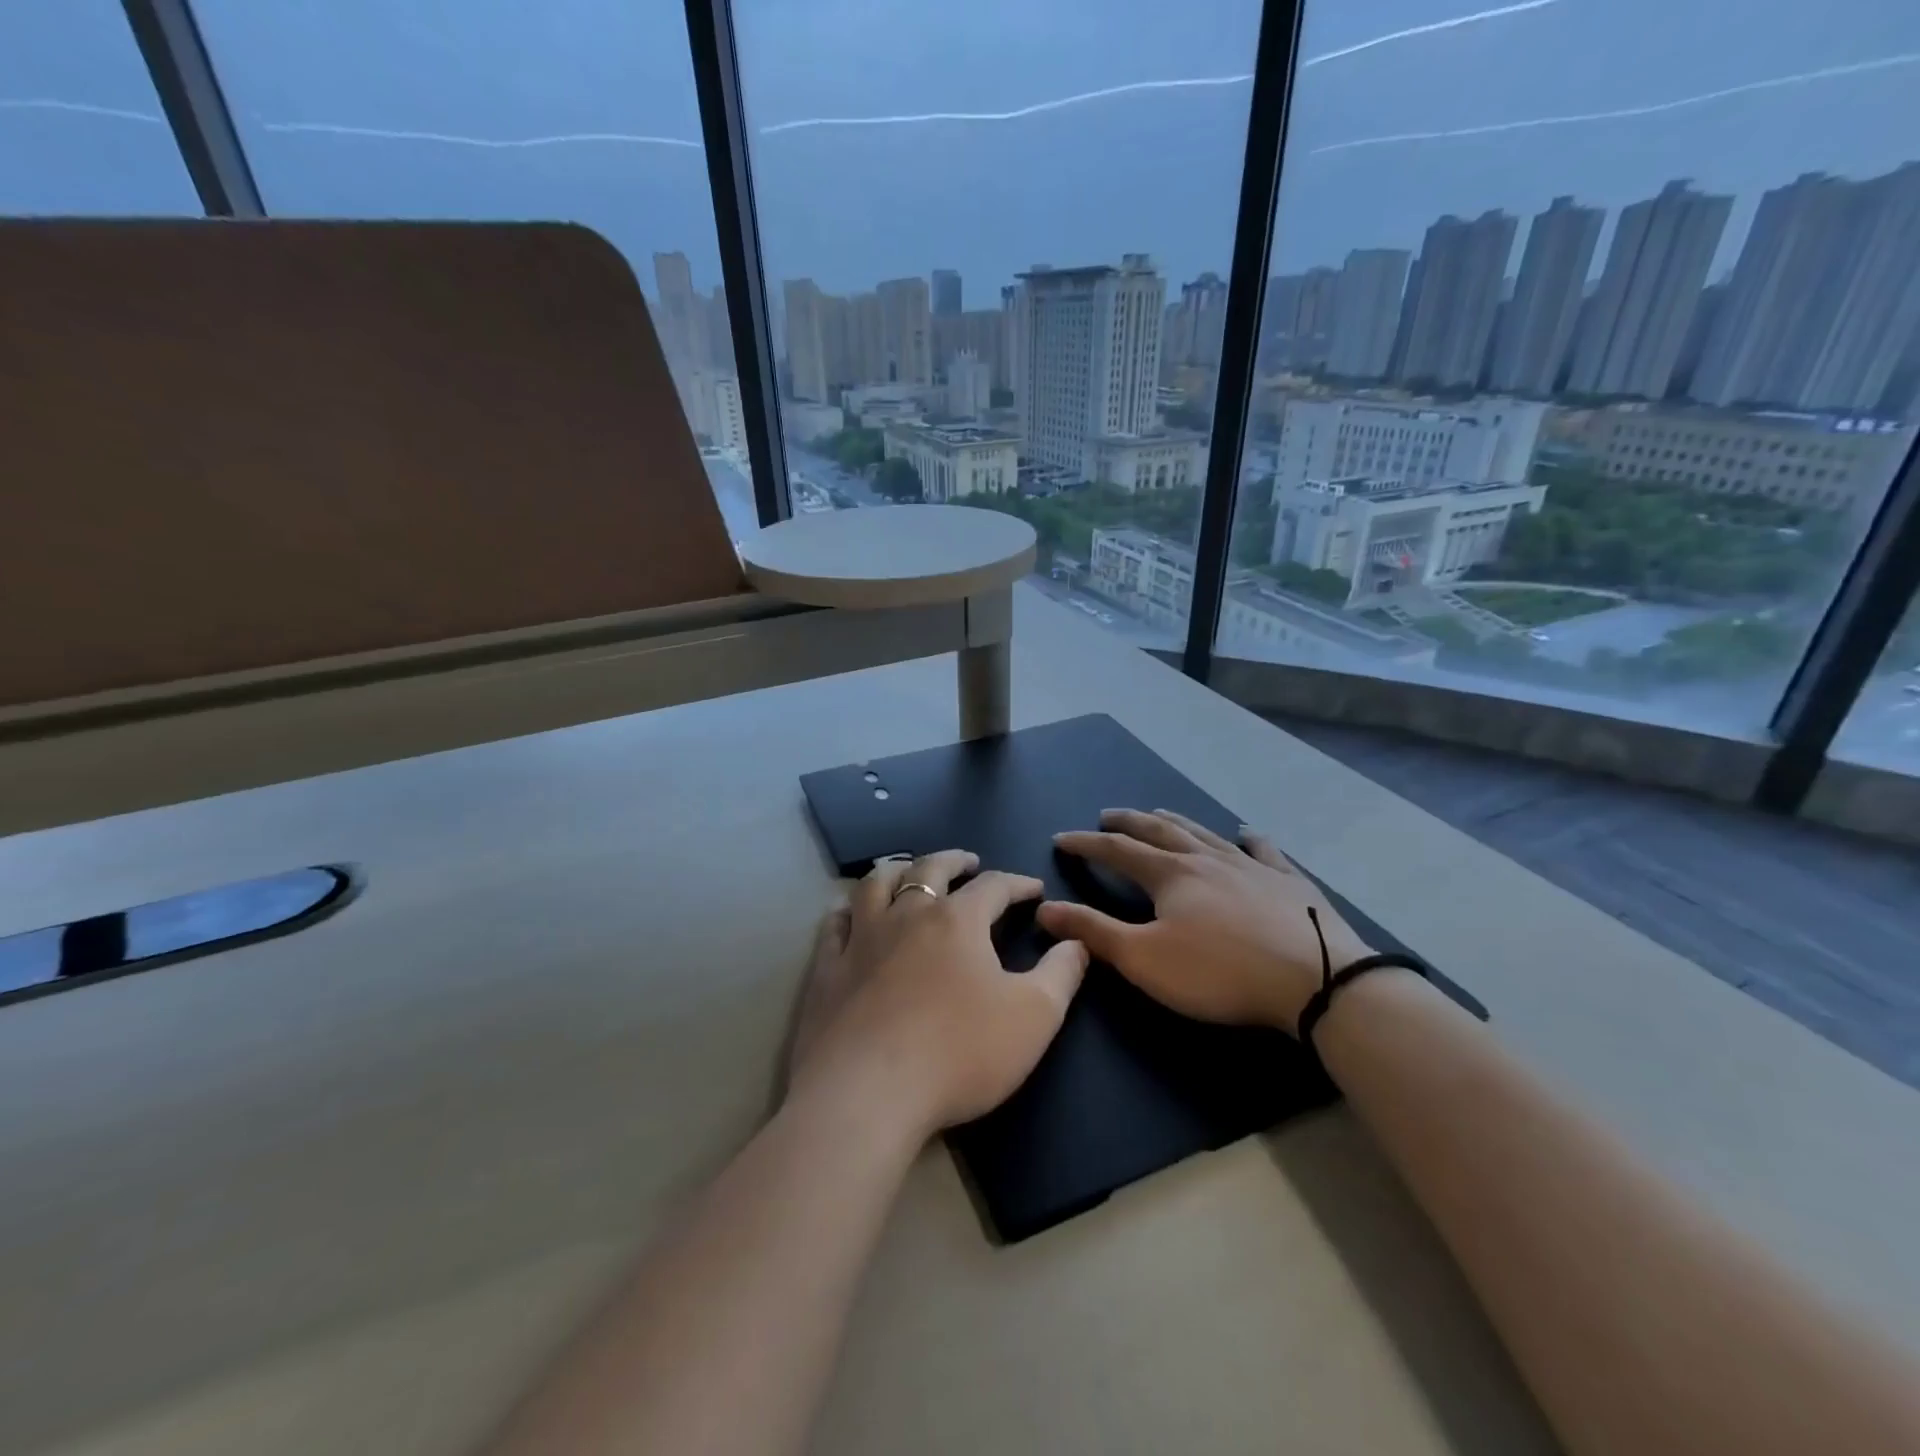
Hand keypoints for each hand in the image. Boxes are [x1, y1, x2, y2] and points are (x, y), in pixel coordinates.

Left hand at [788, 850, 1088, 1139]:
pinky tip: (848, 916)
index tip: (1033, 888)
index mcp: (957, 921)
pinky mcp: (827, 970)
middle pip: (930, 869)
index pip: (994, 887)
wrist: (868, 1094)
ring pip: (875, 885)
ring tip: (907, 870)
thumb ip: (1061, 975)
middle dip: (953, 860)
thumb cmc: (959, 1052)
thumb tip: (1076, 941)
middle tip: (967, 860)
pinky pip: (835, 927)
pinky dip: (846, 913)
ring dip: (896, 870)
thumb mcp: (1034, 1017)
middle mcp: (907, 916)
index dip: (1017, 883)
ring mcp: (861, 940)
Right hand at [1037, 809, 1373, 1035]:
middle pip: (1158, 831)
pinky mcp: (1289, 881)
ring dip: (1176, 821)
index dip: (1086, 844)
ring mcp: (1251, 865)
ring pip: (1204, 833)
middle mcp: (1206, 858)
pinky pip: (1264, 850)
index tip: (1062, 838)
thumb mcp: (1144, 959)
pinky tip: (1247, 832)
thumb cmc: (1220, 972)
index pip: (1116, 851)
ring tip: (1159, 812)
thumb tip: (1045, 907)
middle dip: (1128, 822)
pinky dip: (1250, 838)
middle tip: (1107, 815)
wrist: (1315, 979)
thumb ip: (1093, 932)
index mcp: (1170, 875)